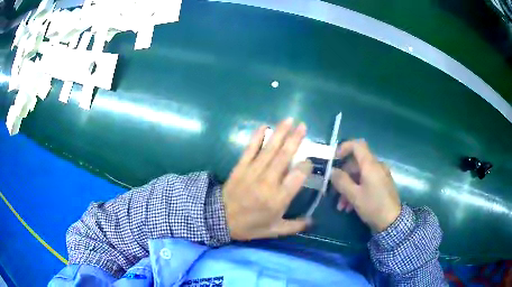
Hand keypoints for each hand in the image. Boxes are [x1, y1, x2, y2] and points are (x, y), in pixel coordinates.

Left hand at [223, 118, 312, 239]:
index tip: (308, 162)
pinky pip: (250, 149)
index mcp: (278, 198)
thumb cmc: (249, 226)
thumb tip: (313, 221)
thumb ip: (295, 226)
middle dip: (295, 140)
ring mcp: (253, 171)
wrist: (219, 219)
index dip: (306, 166)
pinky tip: (264, 126)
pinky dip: (257, 137)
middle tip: (303, 126)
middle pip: (284, 156)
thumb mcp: (274, 230)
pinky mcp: (240, 166)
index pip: (298, 175)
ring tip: (289, 120)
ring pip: (270, 149)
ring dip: (280, 133)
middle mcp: (268, 181)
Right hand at [331, 140, 400, 232]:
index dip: (344, 148)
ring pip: (360, 175)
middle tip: (334, 191)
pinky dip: (357, 190)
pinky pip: (366, 181)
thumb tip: (332, 171)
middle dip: (343, 176)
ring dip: (348, 187)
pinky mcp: (382, 184)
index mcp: (371, 165)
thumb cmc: (373, 206)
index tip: (334, 159)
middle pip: (356, 163)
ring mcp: (380, 175)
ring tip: (341, 205)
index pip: (357, 145)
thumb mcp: (354, 195)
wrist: (392, 221)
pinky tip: (350, 206)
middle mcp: (377, 166)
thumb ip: (341, 181)